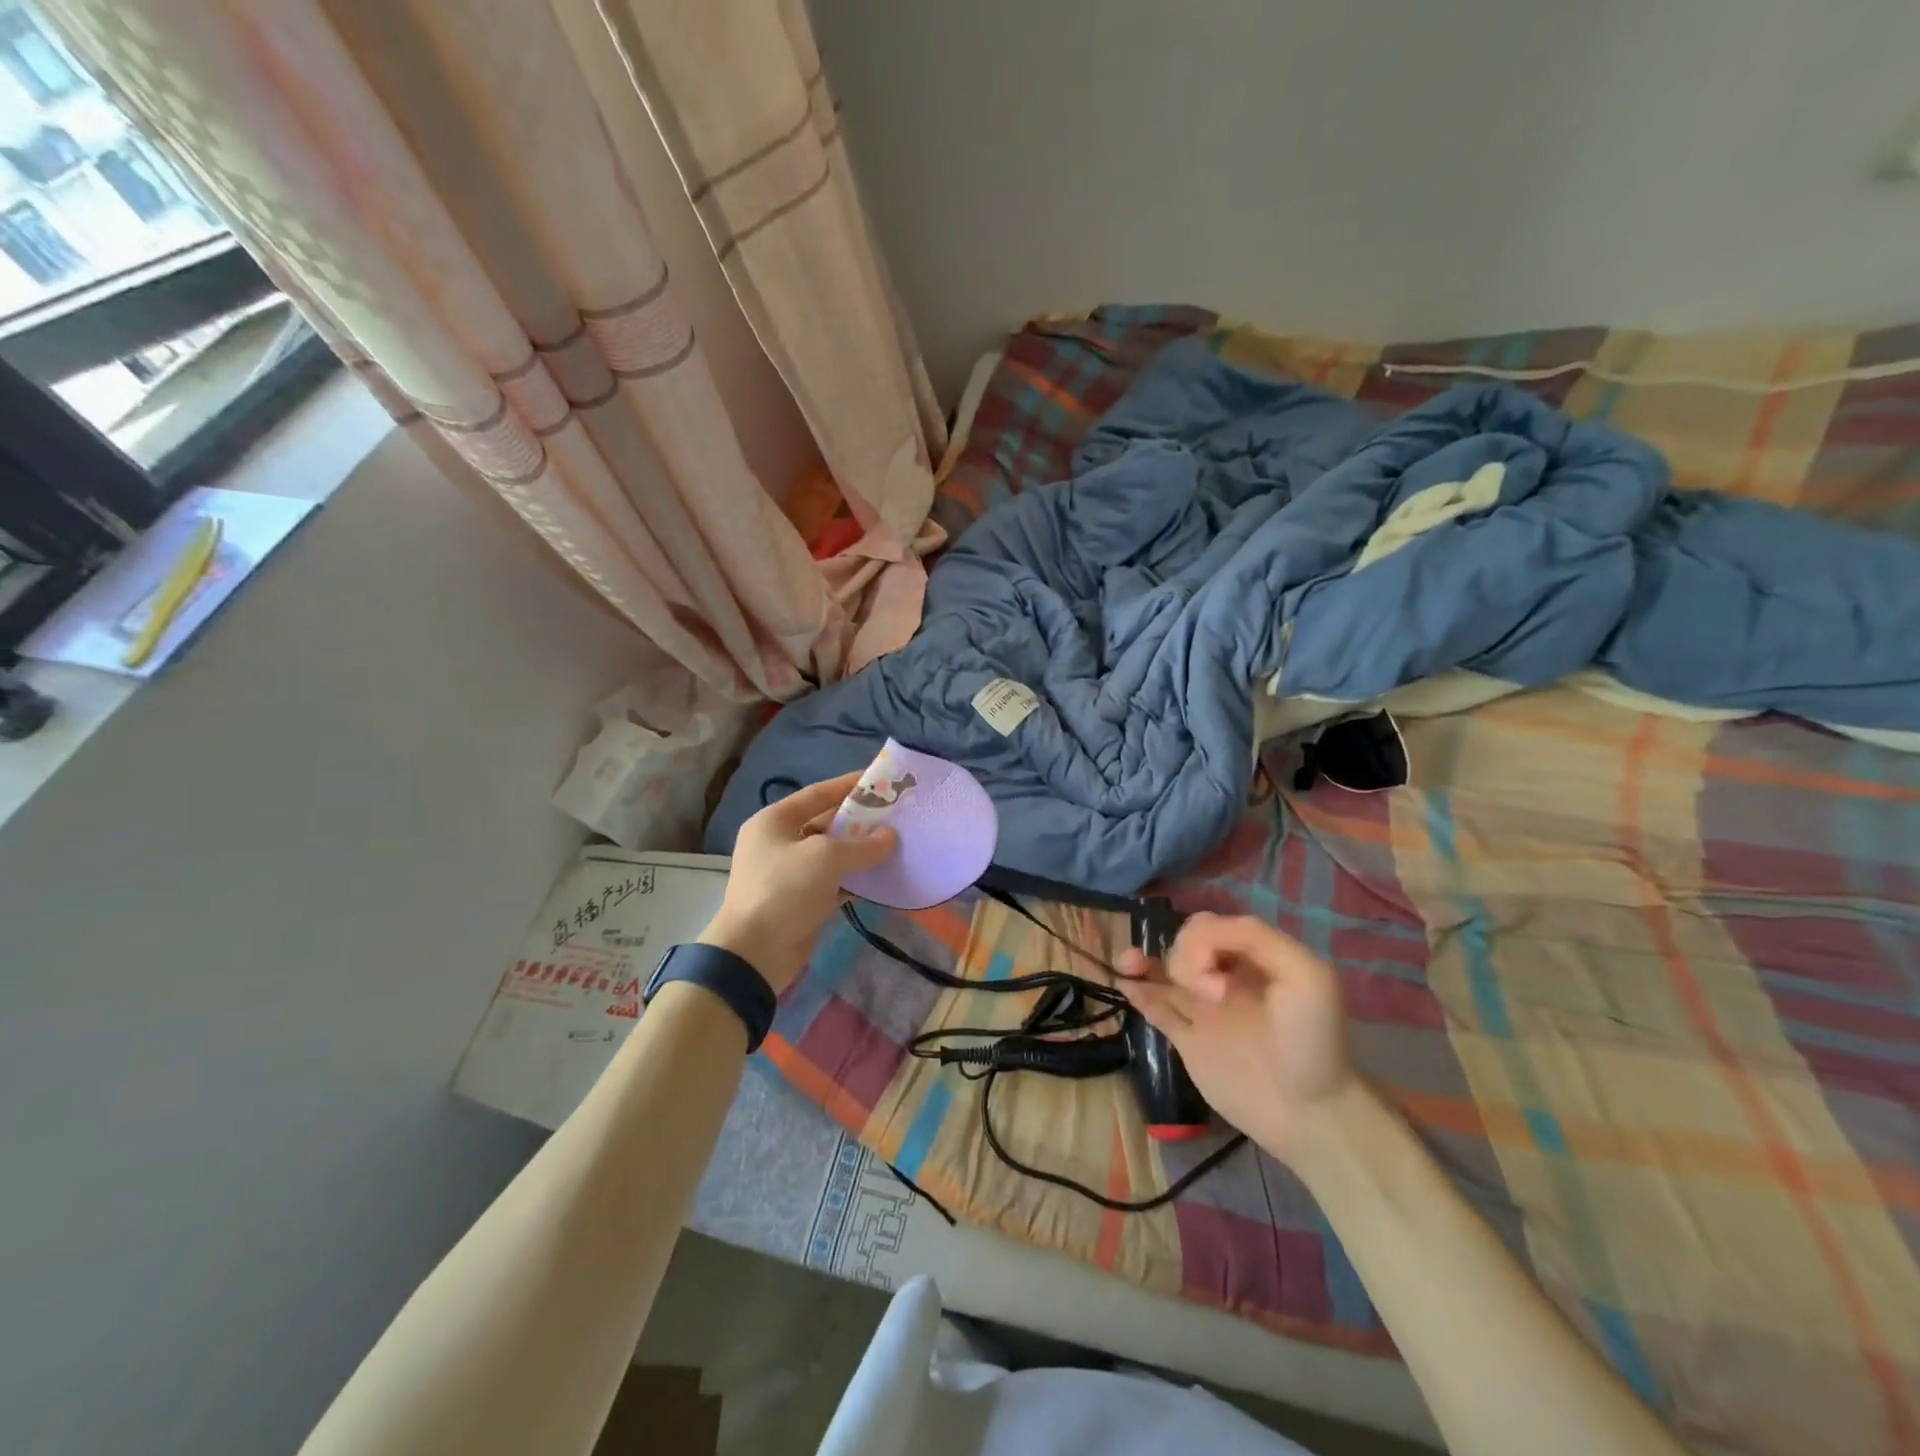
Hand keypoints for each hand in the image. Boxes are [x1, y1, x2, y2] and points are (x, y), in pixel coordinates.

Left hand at [701, 772, 896, 991]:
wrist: (755, 953)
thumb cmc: (785, 890)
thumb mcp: (826, 858)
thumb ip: (863, 844)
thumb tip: (891, 837)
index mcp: (774, 821)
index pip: (817, 793)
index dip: (848, 786)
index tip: (881, 781)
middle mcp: (779, 843)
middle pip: (825, 824)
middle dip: (860, 822)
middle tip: (896, 816)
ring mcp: (789, 874)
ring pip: (832, 856)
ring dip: (860, 853)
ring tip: (896, 845)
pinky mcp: (801, 902)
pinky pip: (834, 883)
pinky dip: (855, 880)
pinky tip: (882, 879)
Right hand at [1120, 913, 1355, 1164]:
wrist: (1309, 1113)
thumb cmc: (1312, 1041)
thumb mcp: (1305, 973)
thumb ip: (1254, 937)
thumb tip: (1199, 935)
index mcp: (1252, 958)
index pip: (1209, 927)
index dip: (1203, 942)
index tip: (1222, 981)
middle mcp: (1225, 977)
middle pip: (1183, 945)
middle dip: (1186, 959)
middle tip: (1213, 998)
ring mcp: (1204, 1009)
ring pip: (1163, 971)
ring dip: (1142, 959)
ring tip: (1129, 962)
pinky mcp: (1188, 1040)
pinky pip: (1155, 1006)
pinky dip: (1136, 991)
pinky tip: (1125, 984)